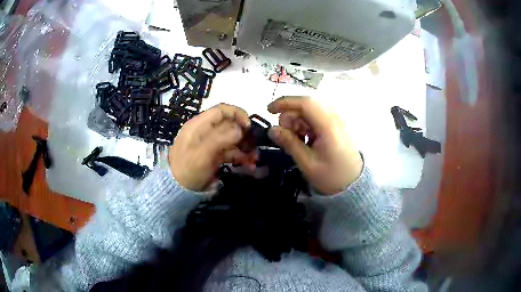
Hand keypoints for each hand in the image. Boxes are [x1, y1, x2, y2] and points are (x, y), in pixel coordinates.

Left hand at [169, 103, 255, 190]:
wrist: (177, 191)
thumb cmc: (187, 169)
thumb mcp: (202, 153)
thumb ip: (220, 138)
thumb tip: (241, 128)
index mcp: (200, 125)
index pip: (222, 110)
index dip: (238, 115)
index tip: (249, 128)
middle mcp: (206, 131)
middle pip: (230, 125)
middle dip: (245, 135)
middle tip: (255, 146)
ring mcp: (211, 144)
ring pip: (233, 140)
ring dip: (246, 148)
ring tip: (255, 160)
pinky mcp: (214, 157)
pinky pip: (231, 153)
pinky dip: (241, 158)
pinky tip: (250, 166)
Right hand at [268, 97, 362, 194]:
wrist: (354, 183)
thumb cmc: (332, 176)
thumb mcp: (307, 163)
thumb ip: (289, 144)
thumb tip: (272, 130)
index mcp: (329, 126)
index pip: (305, 103)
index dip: (285, 103)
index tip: (269, 111)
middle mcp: (335, 117)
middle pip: (306, 104)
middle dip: (290, 116)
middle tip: (284, 134)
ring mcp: (337, 119)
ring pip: (310, 110)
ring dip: (297, 120)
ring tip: (296, 139)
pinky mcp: (336, 124)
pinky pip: (316, 116)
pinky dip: (306, 123)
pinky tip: (305, 138)